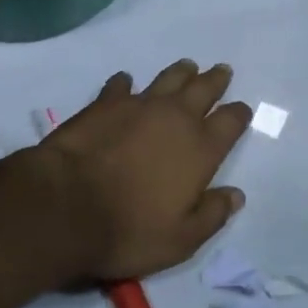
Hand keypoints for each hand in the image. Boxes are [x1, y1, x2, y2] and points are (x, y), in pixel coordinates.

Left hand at [35, 60, 251, 281]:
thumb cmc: (129, 230)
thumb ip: (212, 215)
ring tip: (188, 67)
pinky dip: (126, 83)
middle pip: (203, 89)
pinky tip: (126, 83)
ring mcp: (139, 105)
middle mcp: (176, 118)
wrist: (66, 206)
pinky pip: (121, 85)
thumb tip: (236, 195)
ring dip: (181, 72)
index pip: (230, 121)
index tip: (241, 110)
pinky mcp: (105, 103)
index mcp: (201, 149)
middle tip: (221, 71)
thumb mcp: (181, 240)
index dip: (239, 113)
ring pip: (169, 78)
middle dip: (215, 80)